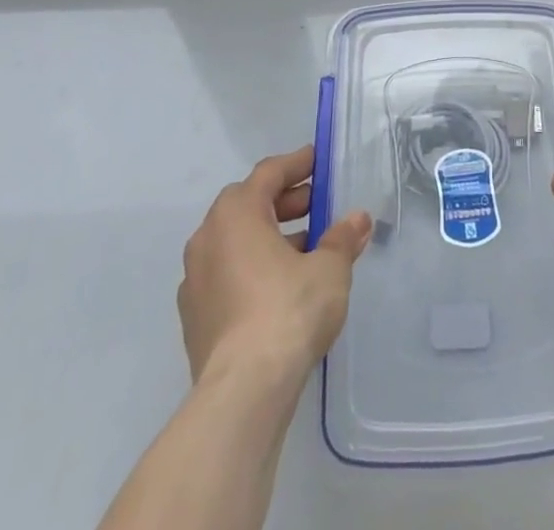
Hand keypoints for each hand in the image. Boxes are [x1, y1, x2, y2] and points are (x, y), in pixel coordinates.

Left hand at [178, 145, 371, 384]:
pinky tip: (280, 288)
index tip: (318, 161)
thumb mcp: (329, 268)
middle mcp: (208, 238)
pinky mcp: (194, 318)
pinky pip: (227, 275)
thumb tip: (358, 219)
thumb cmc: (288, 310)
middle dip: (285, 202)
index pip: (268, 173)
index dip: (297, 164)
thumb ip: (343, 239)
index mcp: (236, 213)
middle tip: (318, 205)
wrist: (242, 393)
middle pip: (249, 205)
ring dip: (269, 237)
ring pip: (236, 242)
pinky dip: (253, 269)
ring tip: (307, 250)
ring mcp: (195, 280)